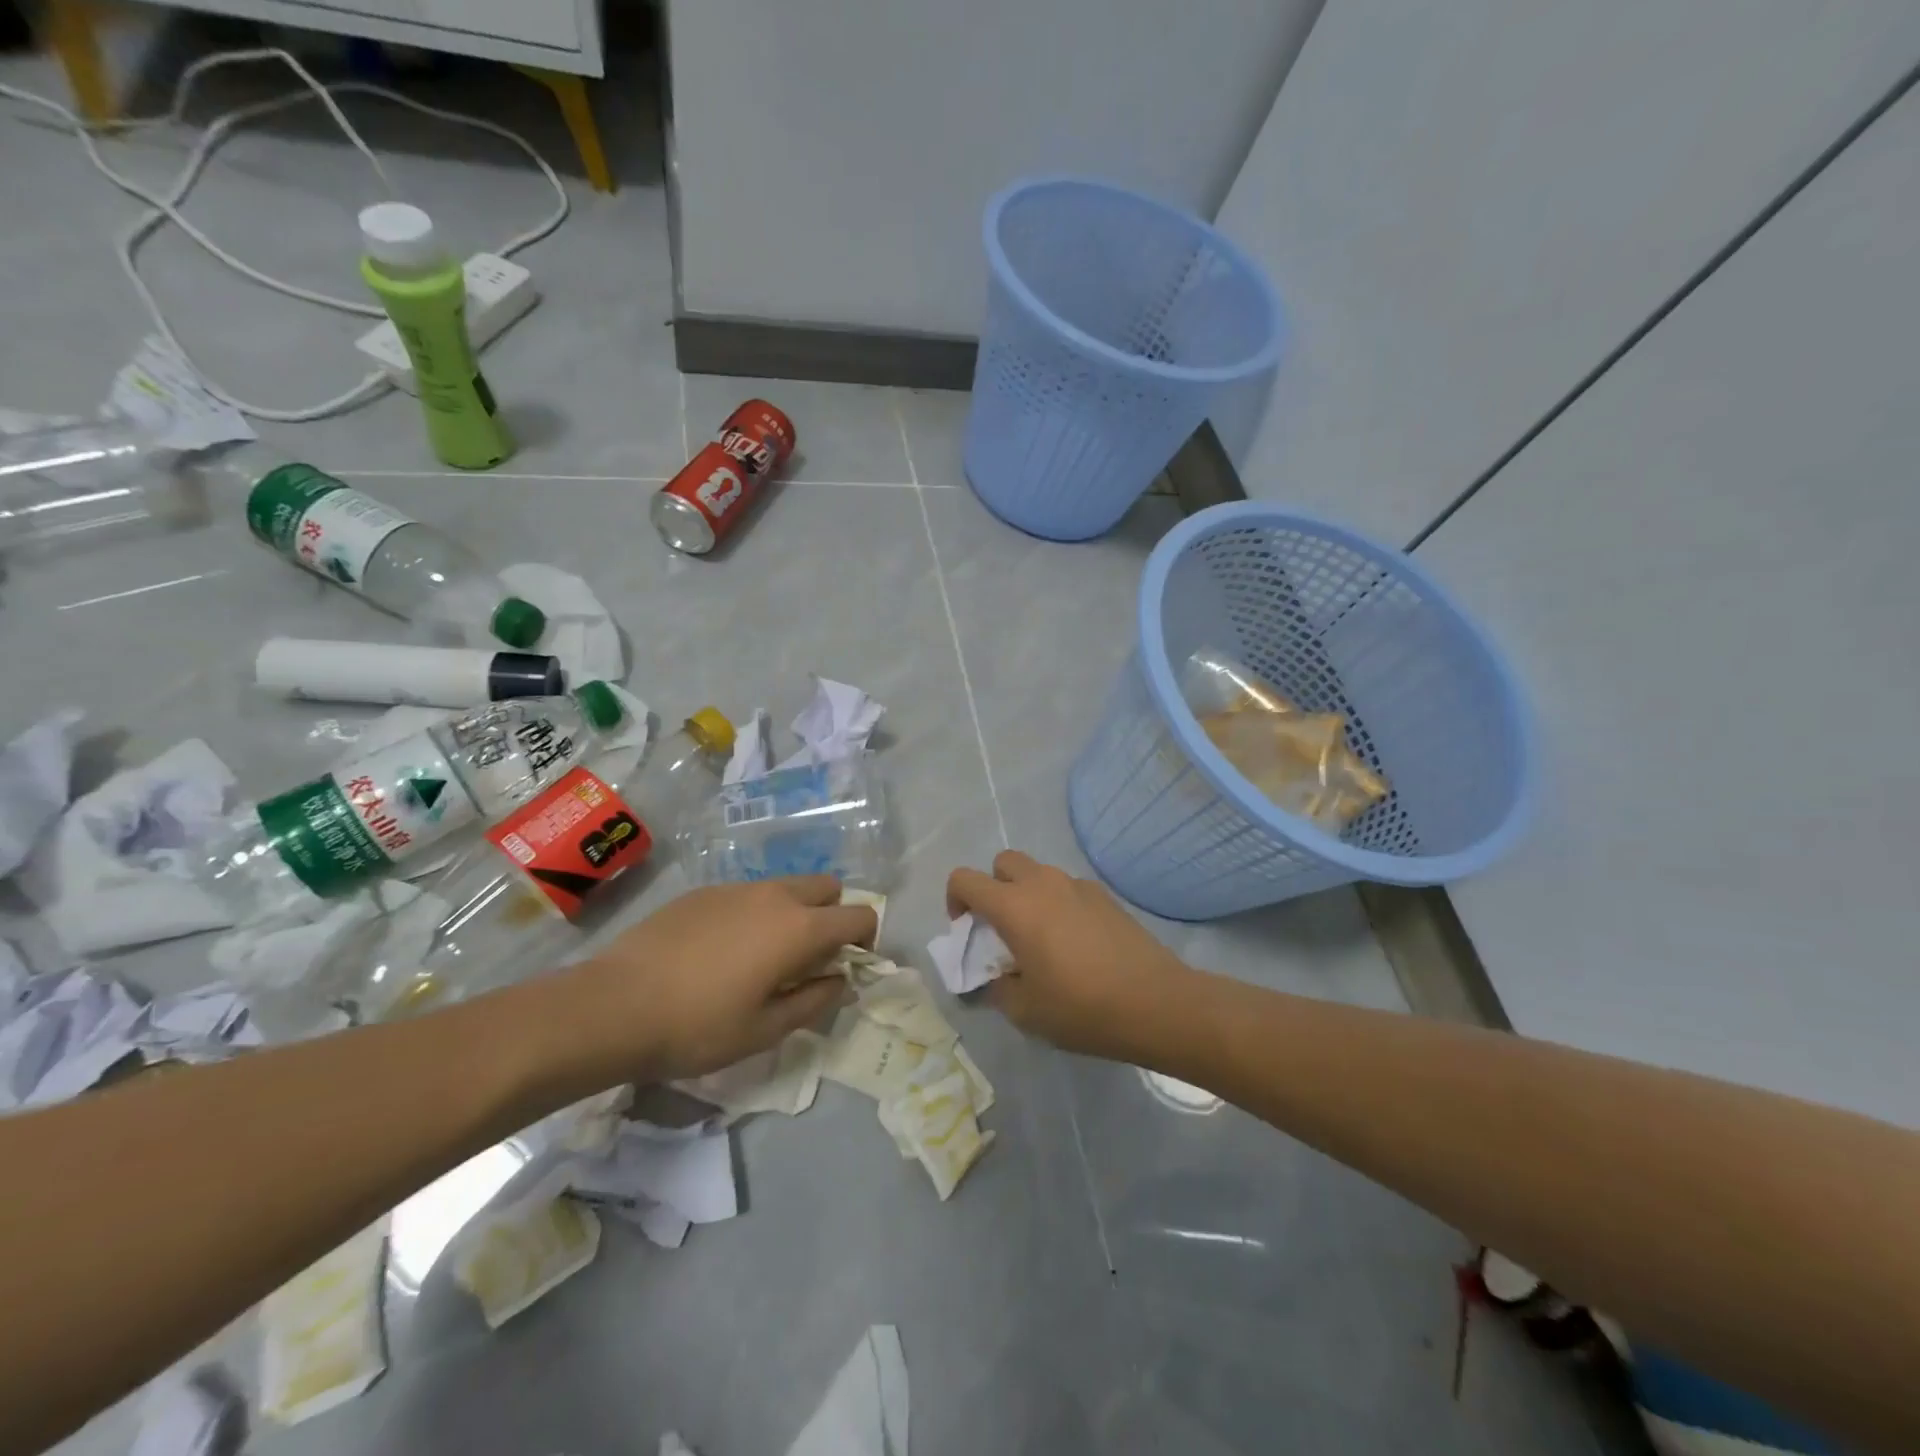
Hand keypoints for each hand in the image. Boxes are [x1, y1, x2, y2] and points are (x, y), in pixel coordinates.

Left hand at [559, 877, 875, 1083]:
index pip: (858, 915)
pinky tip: (721, 951)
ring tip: (763, 956)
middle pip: (827, 887)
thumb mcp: (764, 1030)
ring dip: (793, 913)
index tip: (849, 966)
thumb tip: (840, 981)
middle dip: (832, 915)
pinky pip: (748, 894)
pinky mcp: (704, 892)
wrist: (613, 1005)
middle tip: (810, 958)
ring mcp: (736, 889)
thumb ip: (814, 1001)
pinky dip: (755, 913)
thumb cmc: (697, 1027)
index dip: (866, 939)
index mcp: (799, 928)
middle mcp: (775, 896)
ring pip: (786, 887)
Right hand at [946, 850, 1192, 1062]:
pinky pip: (1067, 888)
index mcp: (1014, 906)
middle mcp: (1043, 883)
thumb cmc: (1082, 1008)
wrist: (1156, 1003)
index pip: (965, 879)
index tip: (967, 931)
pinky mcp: (1104, 896)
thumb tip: (995, 978)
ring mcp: (1077, 885)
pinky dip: (1058, 904)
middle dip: (993, 888)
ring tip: (1041, 939)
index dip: (955, 900)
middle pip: (1003, 862)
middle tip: (1002, 929)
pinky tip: (1076, 944)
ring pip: (1038, 873)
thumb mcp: (1026, 1011)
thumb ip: (997, 988)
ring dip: (1027, 895)